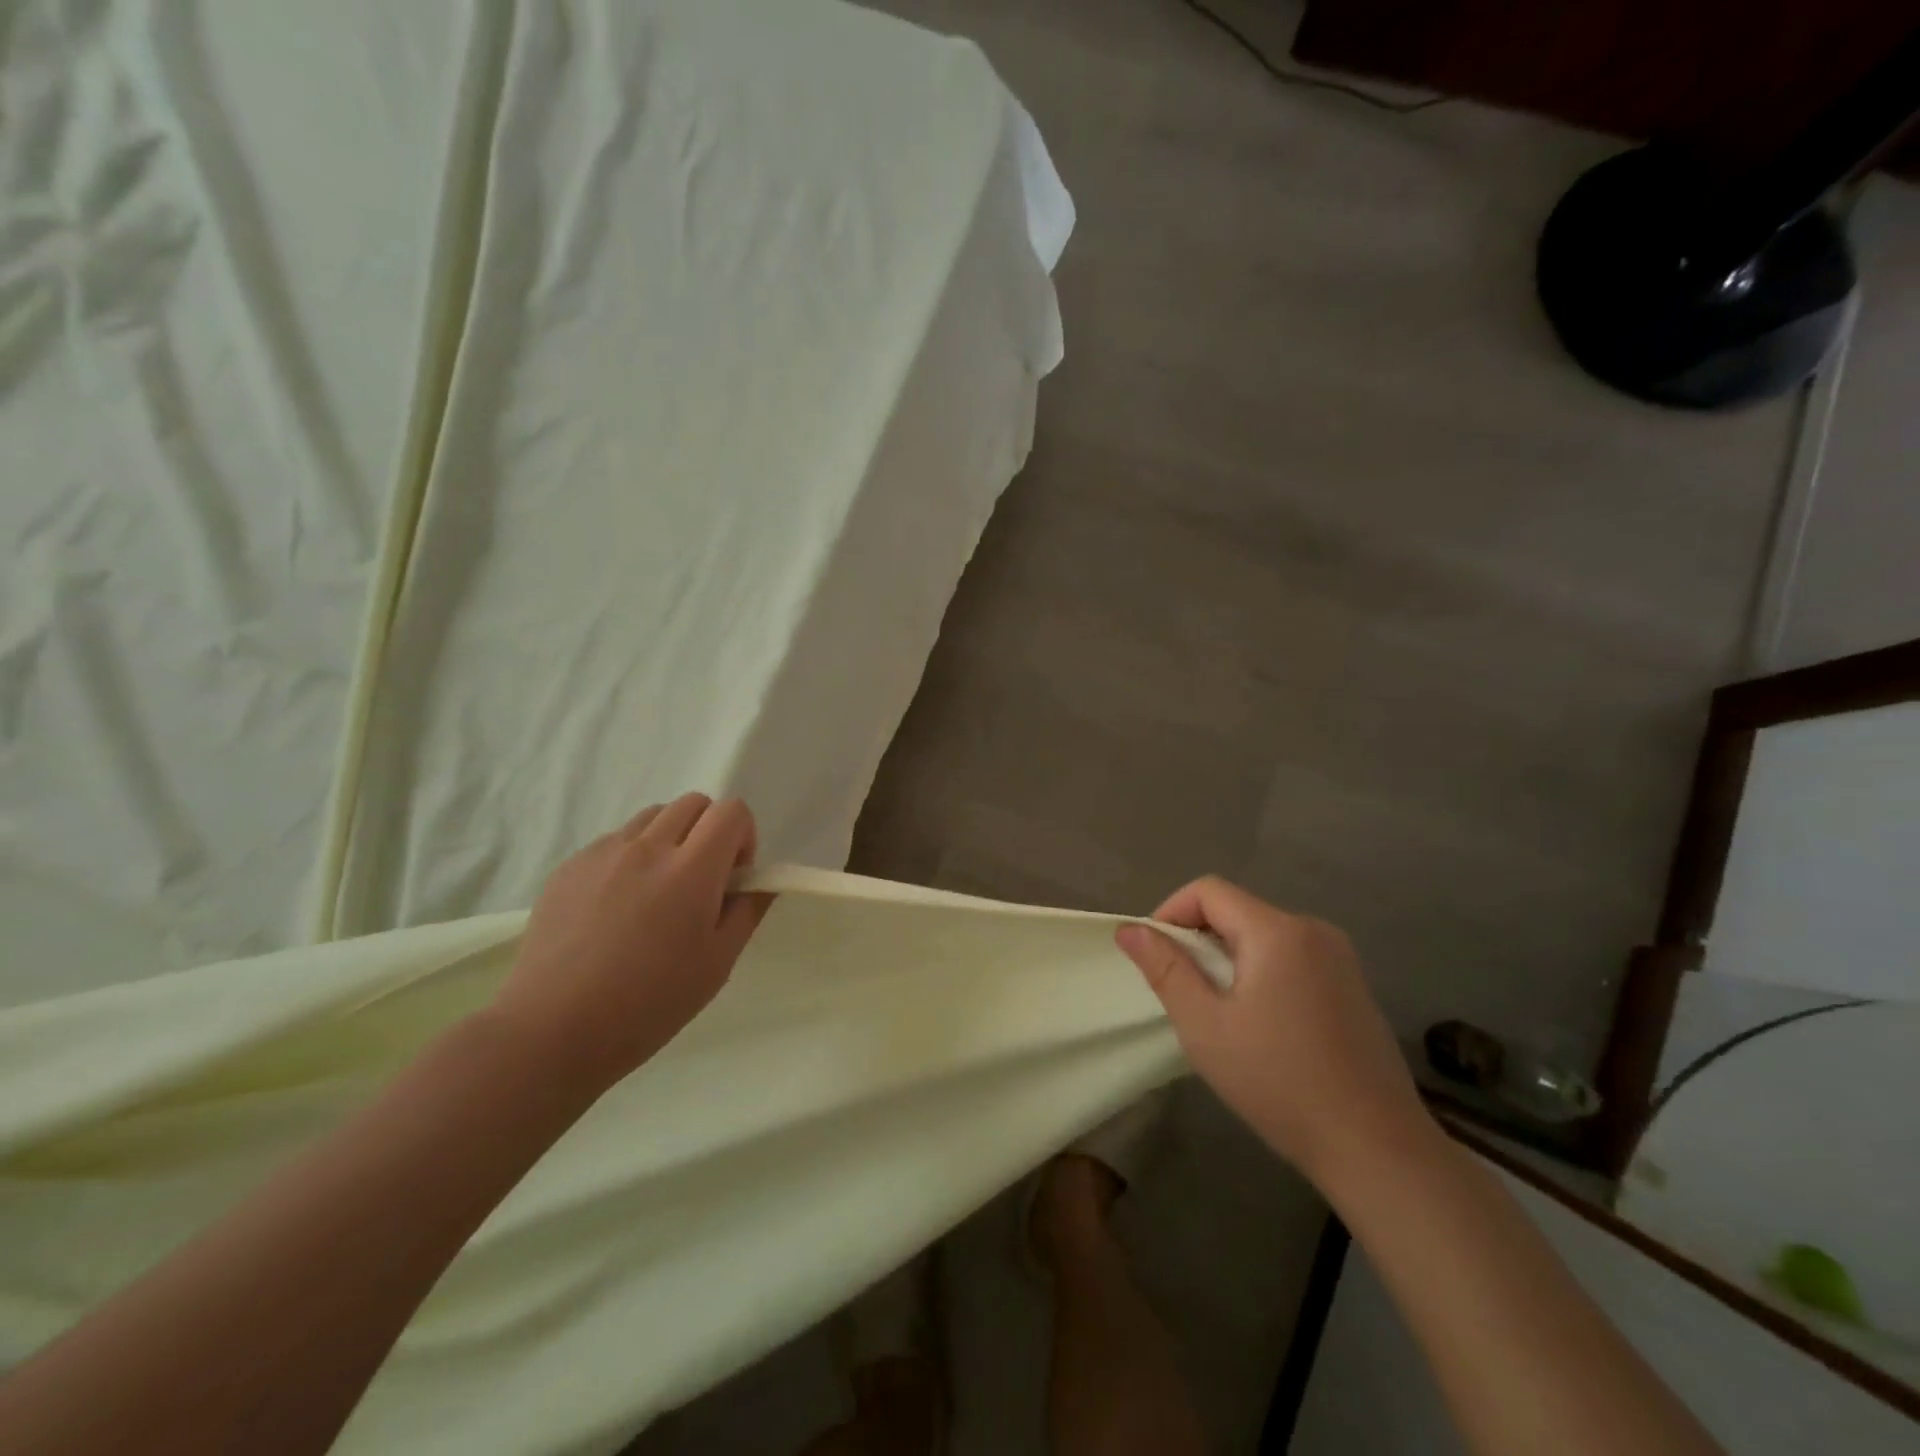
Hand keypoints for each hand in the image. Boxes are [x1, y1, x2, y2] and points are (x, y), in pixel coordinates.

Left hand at [491, 794, 772, 1100]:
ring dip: (669, 839)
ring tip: (657, 892)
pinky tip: (617, 908)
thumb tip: (760, 881)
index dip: (743, 837)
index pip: (732, 811)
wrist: (552, 1030)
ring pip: (652, 816)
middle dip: (709, 832)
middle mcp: (648, 847)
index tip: (733, 878)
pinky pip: (615, 841)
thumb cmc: (649, 1004)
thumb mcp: (718, 964)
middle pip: (694, 803)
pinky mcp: (569, 866)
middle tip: (700, 883)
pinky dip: (631, 857)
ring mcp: (603, 853)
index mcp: (691, 869)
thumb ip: (747, 910)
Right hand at [1115, 877, 1433, 1192]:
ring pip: (1262, 934)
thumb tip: (1130, 929)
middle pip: (1237, 910)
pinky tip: (1262, 1024)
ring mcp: (1339, 957)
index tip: (1156, 957)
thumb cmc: (1279, 1082)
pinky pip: (1290, 956)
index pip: (1208, 890)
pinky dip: (1261, 972)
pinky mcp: (1352, 984)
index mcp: (1277, 931)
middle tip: (1184, 993)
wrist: (1377, 1147)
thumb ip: (1165, 969)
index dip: (1171, 912)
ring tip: (1219, 1012)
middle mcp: (1313, 929)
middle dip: (1199, 940)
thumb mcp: (1204, 1026)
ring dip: (1228, 958)